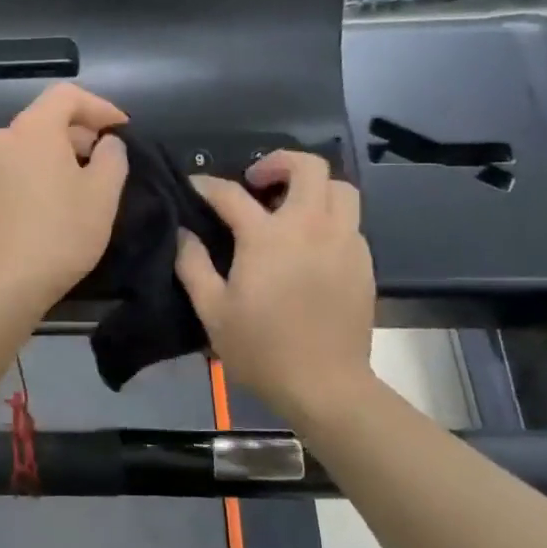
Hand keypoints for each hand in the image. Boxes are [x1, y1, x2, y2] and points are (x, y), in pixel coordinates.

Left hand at [0, 83, 128, 317]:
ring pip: (29, 145)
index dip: (100, 107)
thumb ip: (112, 156)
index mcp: (31, 130)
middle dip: (80, 133)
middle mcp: (1, 138)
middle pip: (46, 119)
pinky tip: (55, 200)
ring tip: (84, 182)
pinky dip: (38, 172)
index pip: (67, 95)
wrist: (3, 285)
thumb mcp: (103, 194)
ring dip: (59, 154)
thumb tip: (106, 143)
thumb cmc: (60, 234)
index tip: (122, 130)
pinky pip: (15, 168)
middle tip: (107, 159)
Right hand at [175, 151, 376, 419]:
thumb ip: (192, 265)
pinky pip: (350, 220)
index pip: (232, 194)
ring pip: (340, 187)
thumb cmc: (261, 349)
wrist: (325, 385)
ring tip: (290, 206)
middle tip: (256, 182)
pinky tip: (310, 242)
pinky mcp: (363, 262)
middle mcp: (310, 227)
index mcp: (267, 237)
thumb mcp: (212, 311)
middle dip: (279, 162)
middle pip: (308, 167)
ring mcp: (343, 242)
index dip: (208, 185)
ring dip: (313, 186)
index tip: (195, 186)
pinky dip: (328, 216)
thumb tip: (183, 234)